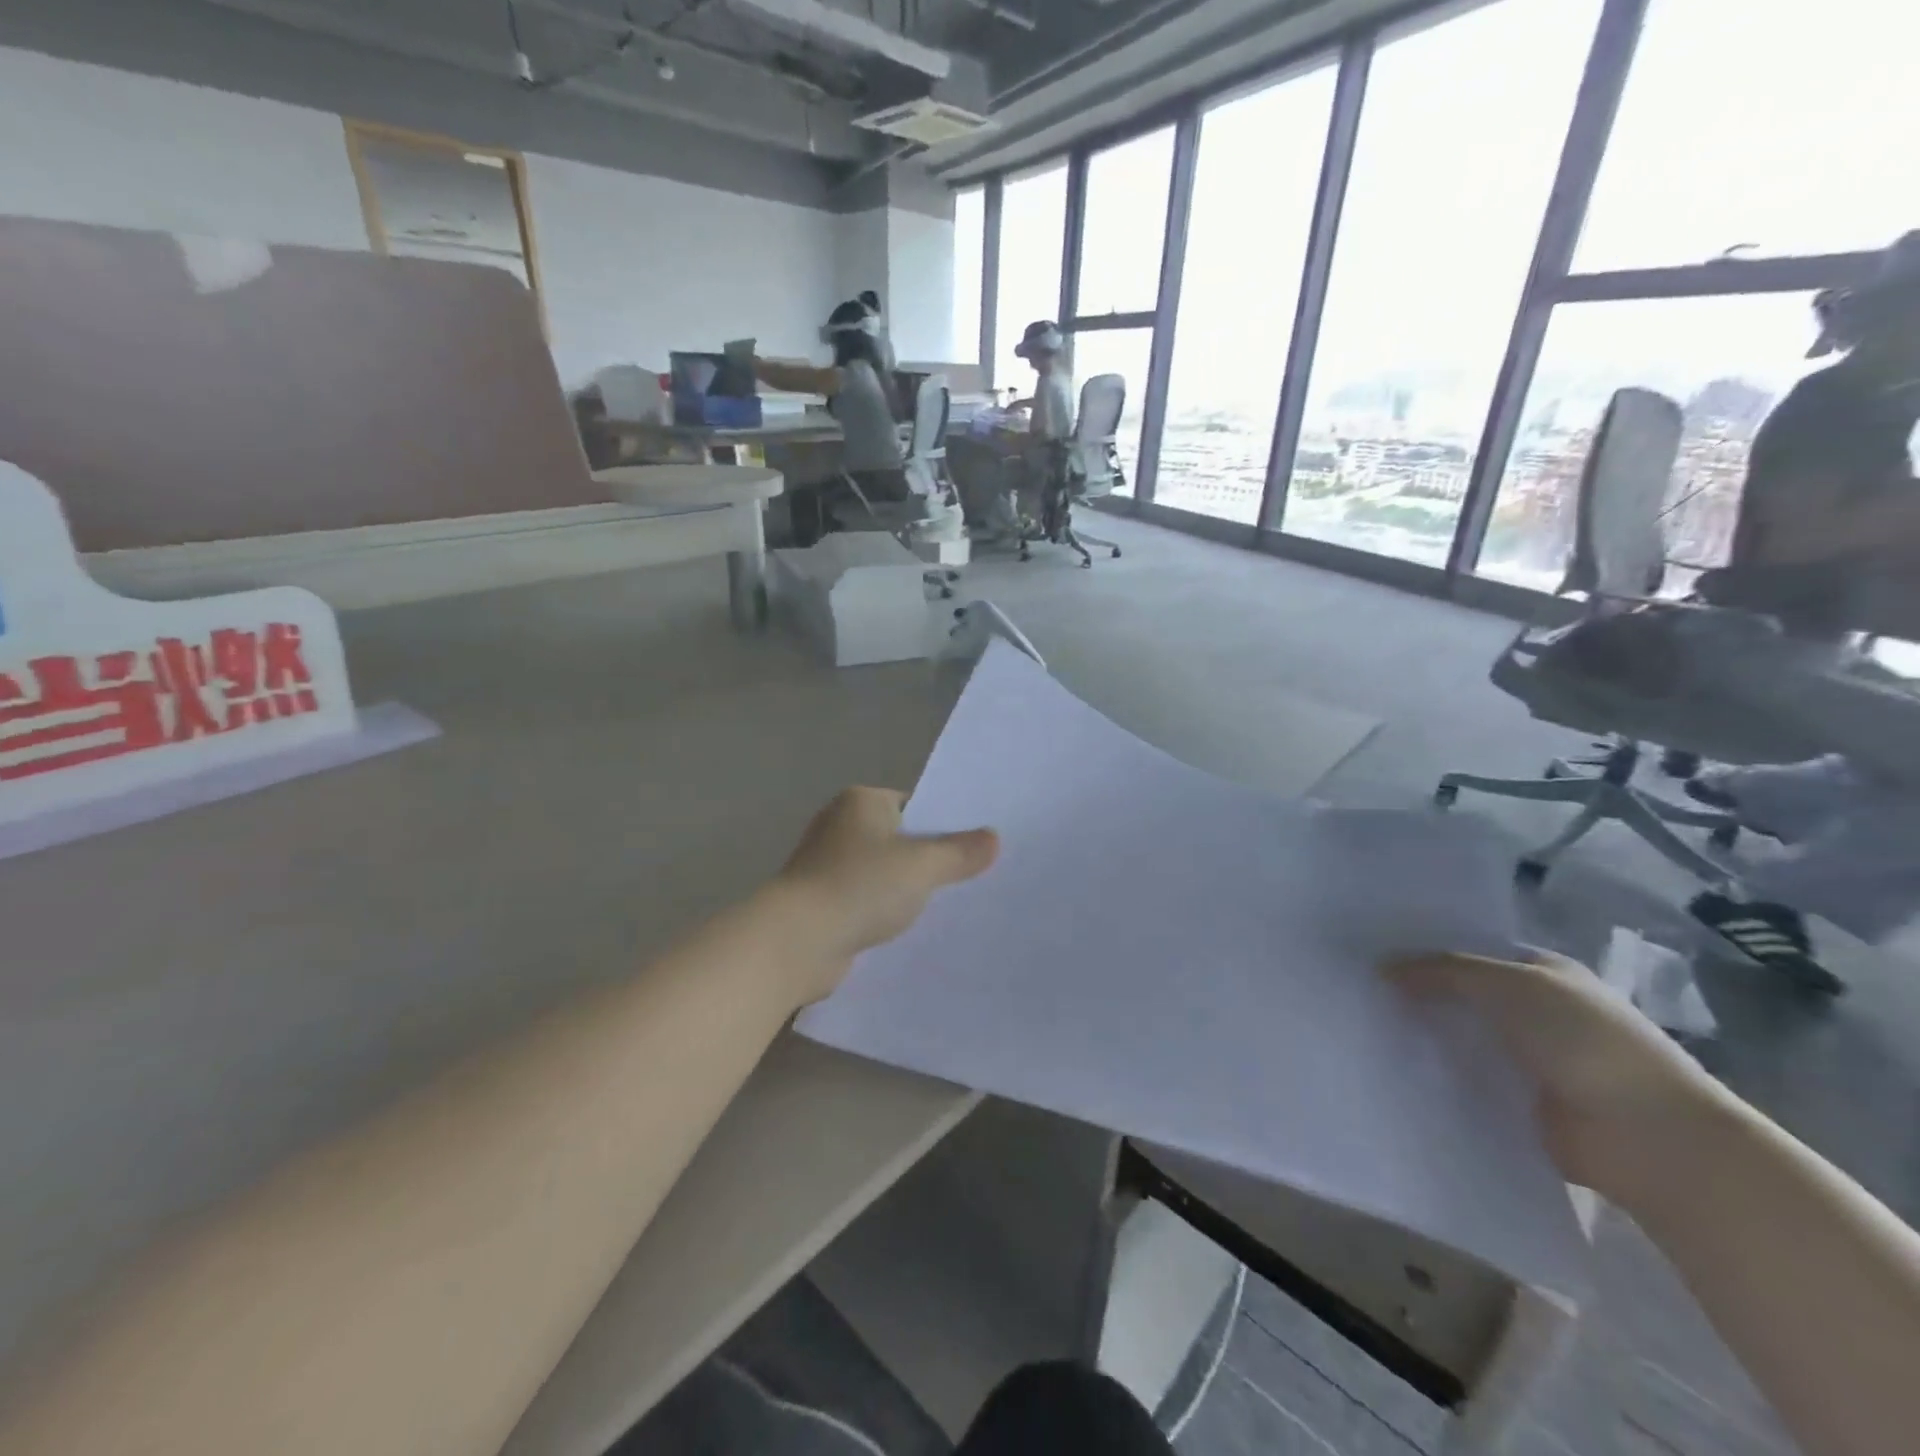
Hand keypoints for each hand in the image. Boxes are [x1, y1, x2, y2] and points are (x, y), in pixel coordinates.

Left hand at [770, 788, 997, 1001]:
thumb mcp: (922, 866)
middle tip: (972, 877)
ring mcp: (828, 866)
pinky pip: (867, 901)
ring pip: (884, 874)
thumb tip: (994, 838)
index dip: (945, 824)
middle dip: (930, 859)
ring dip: (907, 890)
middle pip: (899, 839)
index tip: (975, 847)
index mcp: (860, 802)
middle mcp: (840, 826)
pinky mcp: (823, 903)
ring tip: (950, 907)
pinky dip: (886, 912)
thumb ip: (960, 853)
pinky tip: (913, 930)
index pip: (914, 804)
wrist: (797, 941)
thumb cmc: (860, 886)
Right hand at [1386, 951, 1732, 1204]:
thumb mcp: (1506, 984)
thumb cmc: (1583, 1040)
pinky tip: (1390, 1068)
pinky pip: (1465, 1082)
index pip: (1471, 950)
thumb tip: (1382, 968)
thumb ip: (1442, 971)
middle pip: (1461, 995)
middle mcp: (1536, 1011)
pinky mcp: (1518, 1105)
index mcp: (1543, 973)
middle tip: (1355, 988)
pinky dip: (1435, 1076)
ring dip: (1423, 1036)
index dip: (1425, 949)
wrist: (1648, 1137)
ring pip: (1459, 1038)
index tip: (1370, 951)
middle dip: (1417, 993)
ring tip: (1361, 1028)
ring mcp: (1528, 1060)